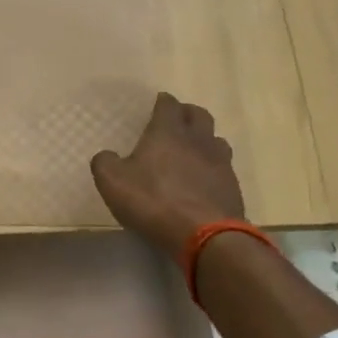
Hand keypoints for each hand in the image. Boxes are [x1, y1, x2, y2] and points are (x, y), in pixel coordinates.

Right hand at [90, 92, 244, 257]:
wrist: (205, 235)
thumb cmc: (154, 201)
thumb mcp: (113, 182)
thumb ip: (105, 163)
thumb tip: (106, 156)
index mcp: (168, 132)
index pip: (168, 106)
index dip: (163, 102)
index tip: (159, 103)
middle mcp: (198, 140)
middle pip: (199, 115)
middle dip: (187, 114)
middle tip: (176, 121)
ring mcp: (220, 162)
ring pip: (215, 139)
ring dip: (204, 139)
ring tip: (192, 150)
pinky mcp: (232, 186)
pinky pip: (223, 167)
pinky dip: (212, 167)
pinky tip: (203, 180)